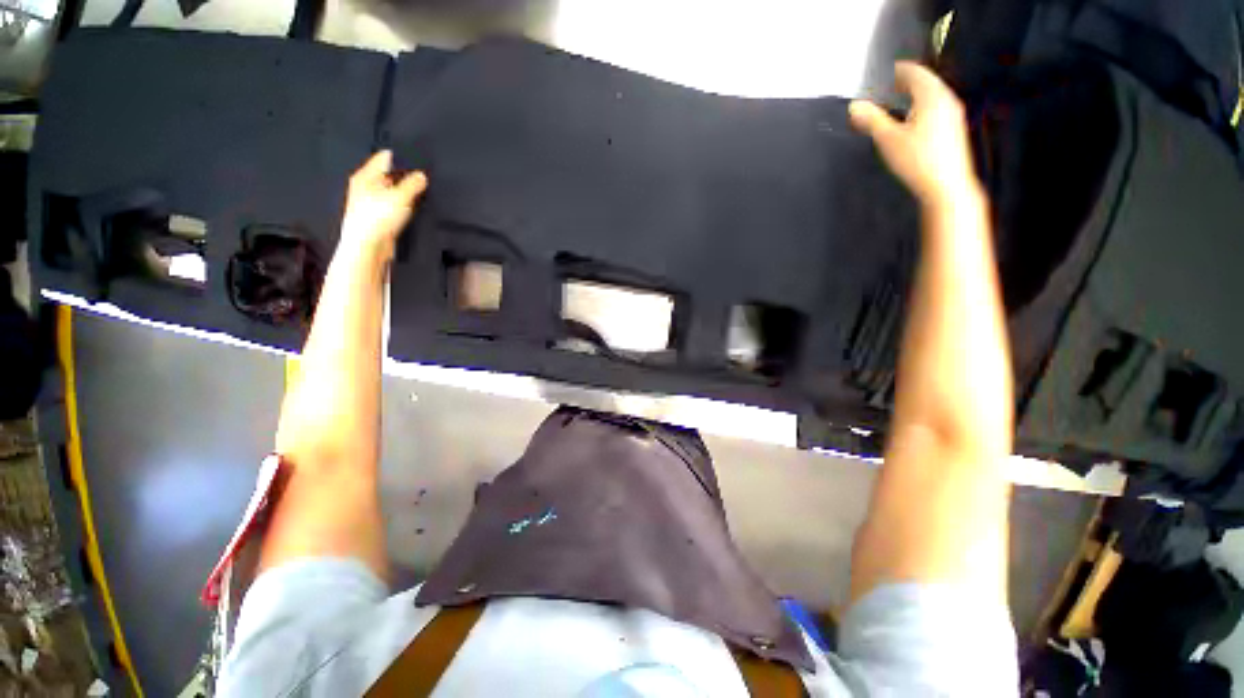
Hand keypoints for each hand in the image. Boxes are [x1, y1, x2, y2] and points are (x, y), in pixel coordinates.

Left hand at [340, 150, 427, 259]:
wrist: (368, 246)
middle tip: (422, 175)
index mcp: (365, 176)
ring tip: (421, 192)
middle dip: (404, 175)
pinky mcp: (378, 218)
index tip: (415, 155)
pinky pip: (393, 206)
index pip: (383, 158)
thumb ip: (413, 184)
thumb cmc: (377, 218)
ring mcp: (370, 204)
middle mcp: (365, 187)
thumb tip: (422, 175)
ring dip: (404, 192)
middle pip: (388, 175)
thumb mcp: (400, 197)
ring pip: (391, 192)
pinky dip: (403, 206)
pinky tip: (413, 209)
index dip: (400, 156)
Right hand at [849, 62, 980, 208]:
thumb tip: (854, 106)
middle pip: (924, 82)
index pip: (914, 72)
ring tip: (892, 104)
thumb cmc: (918, 160)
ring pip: (930, 96)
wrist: (946, 186)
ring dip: (911, 96)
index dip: (896, 70)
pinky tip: (907, 122)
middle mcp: (946, 99)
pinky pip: (934, 109)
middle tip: (884, 87)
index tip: (881, 72)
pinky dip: (919, 108)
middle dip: (903, 83)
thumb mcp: (888, 139)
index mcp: (932, 95)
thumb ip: (871, 120)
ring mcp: (952, 114)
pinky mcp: (952, 129)